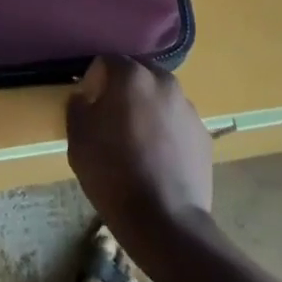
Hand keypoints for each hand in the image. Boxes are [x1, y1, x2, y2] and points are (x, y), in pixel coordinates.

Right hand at [66, 55, 213, 249]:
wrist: (165, 221)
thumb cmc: (113, 174)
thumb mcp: (78, 138)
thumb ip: (78, 106)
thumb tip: (85, 96)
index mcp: (132, 76)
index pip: (107, 60)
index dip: (94, 79)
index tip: (89, 104)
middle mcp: (164, 82)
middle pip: (138, 73)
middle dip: (123, 88)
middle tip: (111, 118)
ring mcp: (188, 108)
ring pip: (160, 96)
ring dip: (146, 107)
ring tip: (137, 141)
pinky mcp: (204, 134)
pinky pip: (177, 121)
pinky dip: (166, 130)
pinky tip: (157, 158)